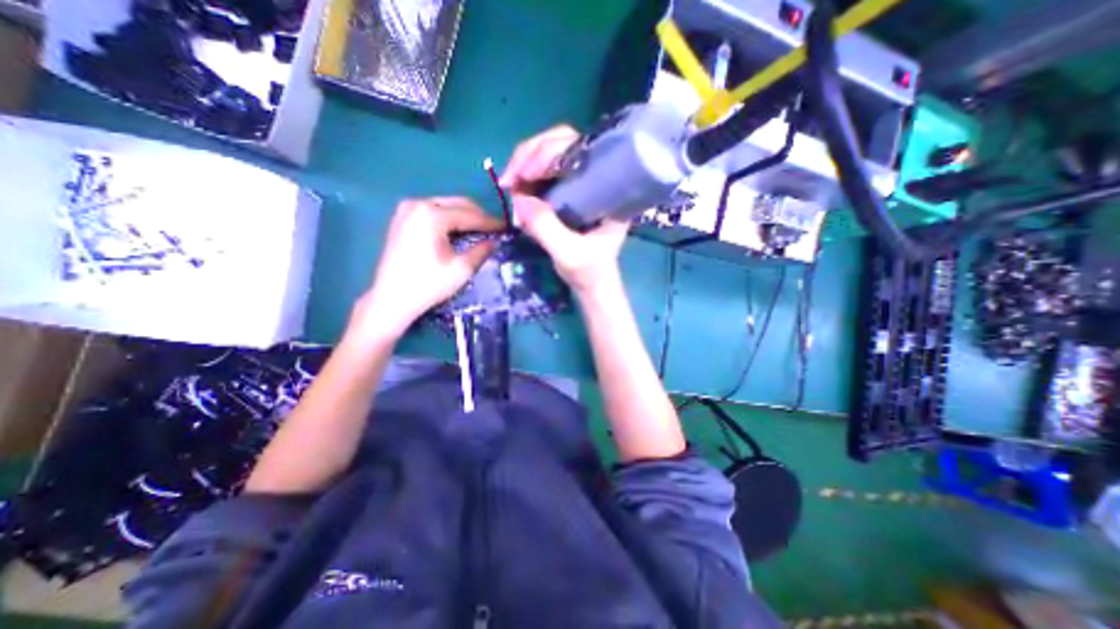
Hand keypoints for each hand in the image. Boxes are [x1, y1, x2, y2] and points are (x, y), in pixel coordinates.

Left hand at [357, 196, 500, 341]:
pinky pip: (433, 211)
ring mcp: (407, 209)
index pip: (470, 214)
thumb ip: (481, 250)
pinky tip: (458, 231)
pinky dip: (449, 218)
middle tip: (494, 230)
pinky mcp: (402, 218)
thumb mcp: (461, 269)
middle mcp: (418, 204)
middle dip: (478, 216)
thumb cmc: (428, 285)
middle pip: (458, 203)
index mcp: (432, 215)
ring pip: (446, 205)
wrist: (391, 299)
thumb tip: (494, 241)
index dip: (491, 222)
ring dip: (465, 216)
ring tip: (480, 231)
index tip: (507, 228)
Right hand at [501, 125, 627, 295]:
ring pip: (549, 153)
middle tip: (509, 179)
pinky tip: (514, 189)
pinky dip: (524, 175)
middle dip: (530, 155)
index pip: (580, 148)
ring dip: (523, 163)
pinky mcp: (565, 190)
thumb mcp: (569, 254)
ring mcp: (579, 181)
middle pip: (562, 142)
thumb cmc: (590, 271)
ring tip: (508, 185)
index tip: (526, 174)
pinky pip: (542, 171)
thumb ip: (546, 228)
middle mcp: (595, 175)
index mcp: (609, 187)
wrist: (592, 283)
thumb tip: (518, 198)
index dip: (549, 152)